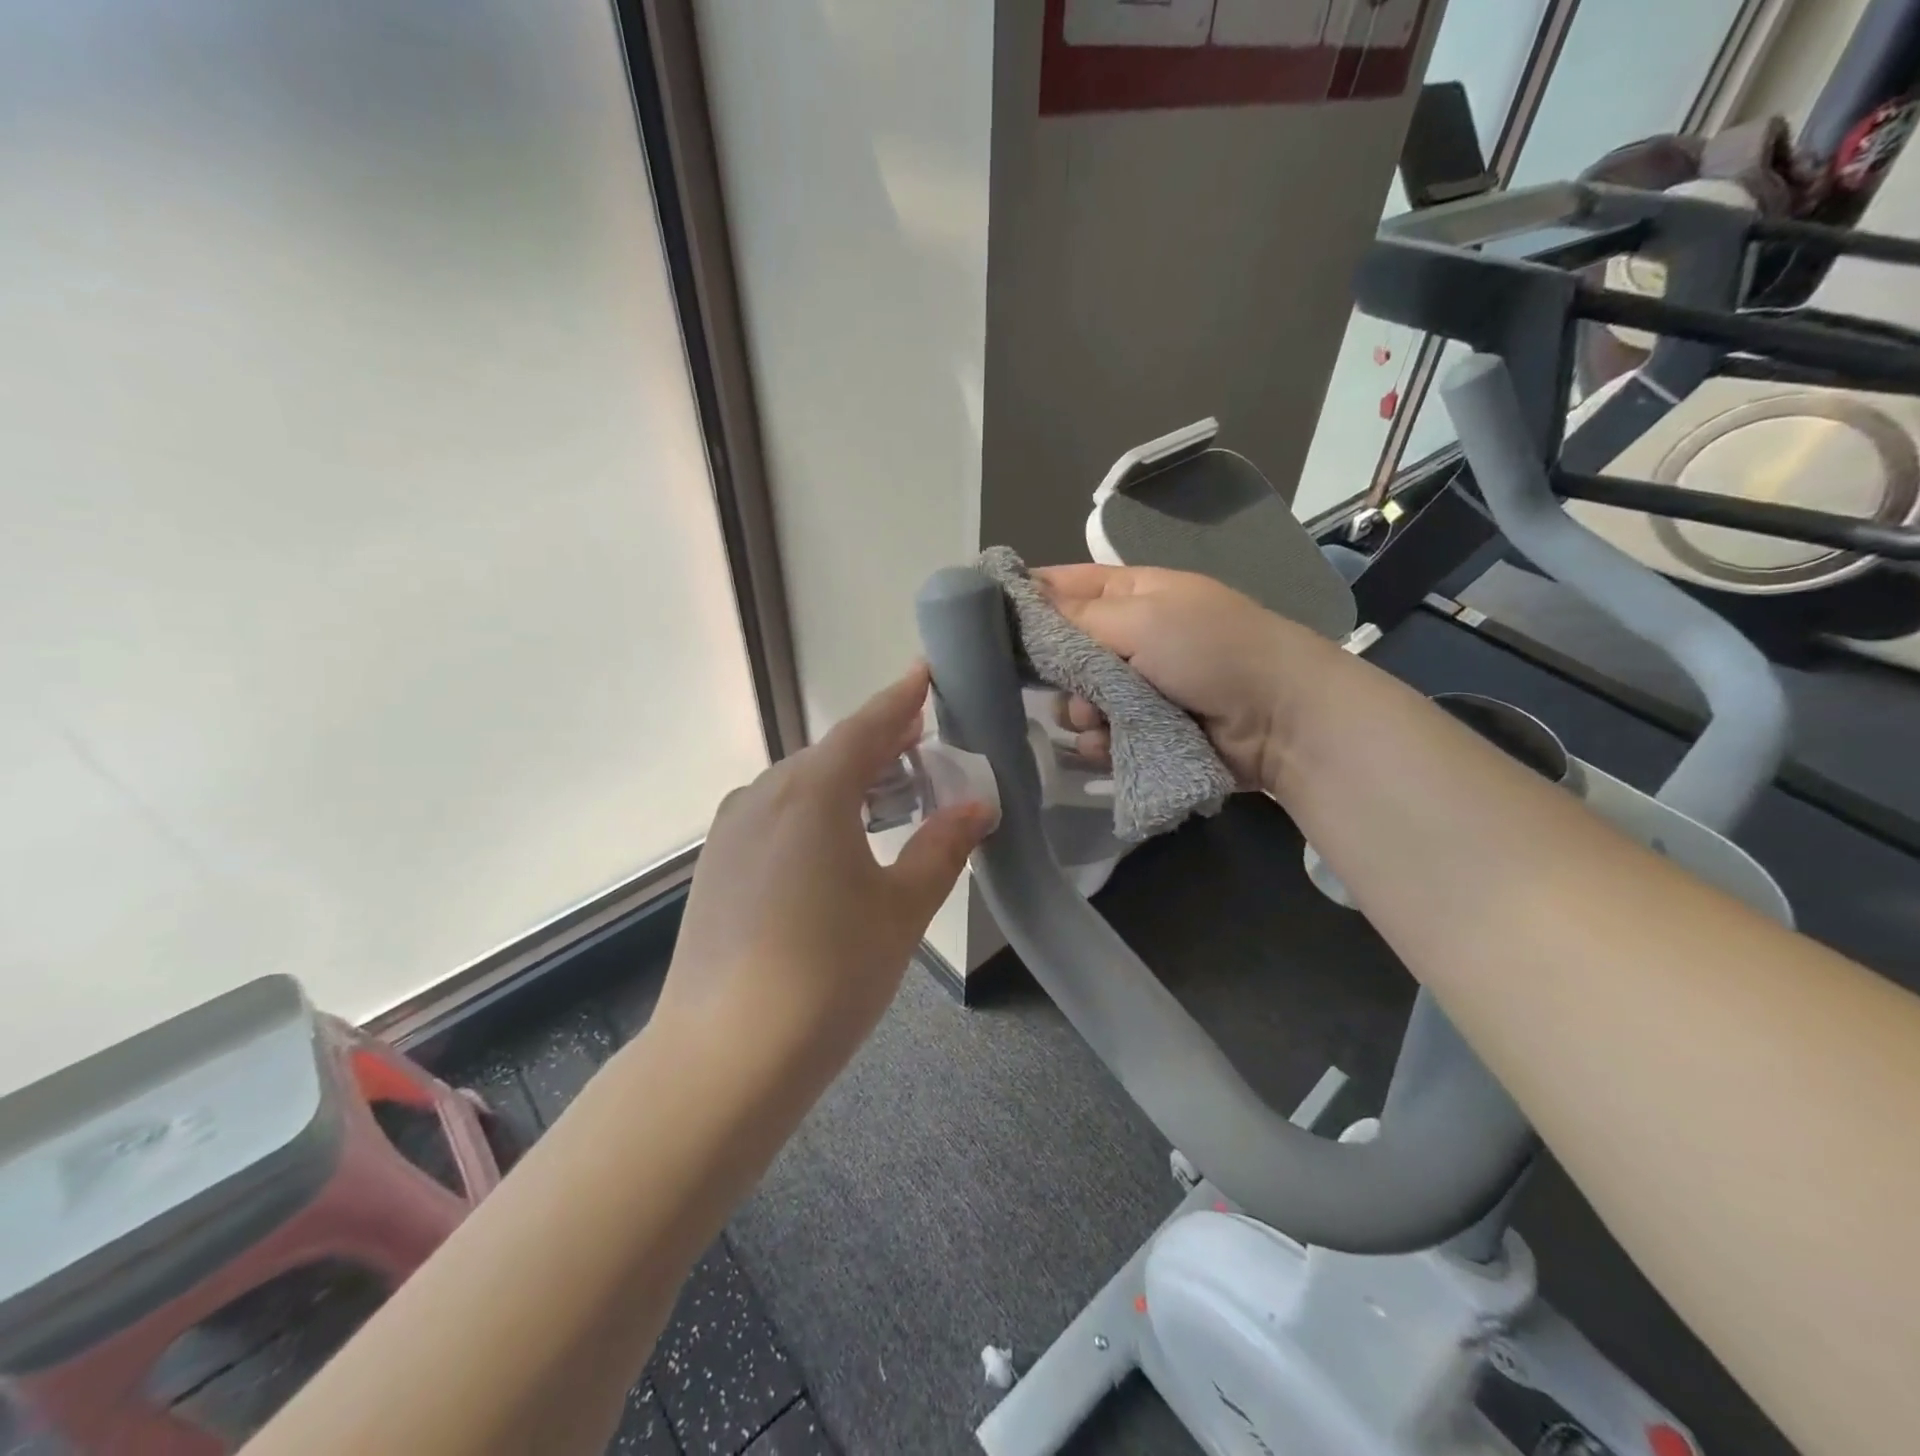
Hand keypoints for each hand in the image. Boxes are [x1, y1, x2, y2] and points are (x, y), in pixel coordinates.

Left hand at [659, 666, 993, 1078]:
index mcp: (813, 792)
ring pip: (798, 785)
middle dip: (879, 745)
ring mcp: (731, 830)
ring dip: (845, 781)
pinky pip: (773, 816)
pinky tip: (831, 846)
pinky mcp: (715, 865)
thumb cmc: (829, 975)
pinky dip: (812, 812)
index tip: (925, 673)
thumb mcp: (902, 909)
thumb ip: (942, 848)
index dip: (901, 699)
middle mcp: (764, 795)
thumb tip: (977, 806)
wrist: (724, 1057)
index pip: (867, 727)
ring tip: (885, 797)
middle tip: (922, 746)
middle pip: (830, 754)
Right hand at [1034, 563, 1341, 790]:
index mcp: (1129, 594)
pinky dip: (1099, 743)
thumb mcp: (1143, 618)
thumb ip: (1076, 617)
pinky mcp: (1142, 731)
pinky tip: (1110, 746)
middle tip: (1068, 682)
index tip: (987, 622)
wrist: (1280, 720)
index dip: (1025, 600)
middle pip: (1061, 652)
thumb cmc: (1211, 650)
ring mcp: (1135, 688)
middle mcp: (1127, 638)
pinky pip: (1097, 736)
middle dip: (1057, 671)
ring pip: (1075, 700)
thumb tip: (1021, 604)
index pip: (1061, 586)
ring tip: (1102, 719)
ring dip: (1081, 712)